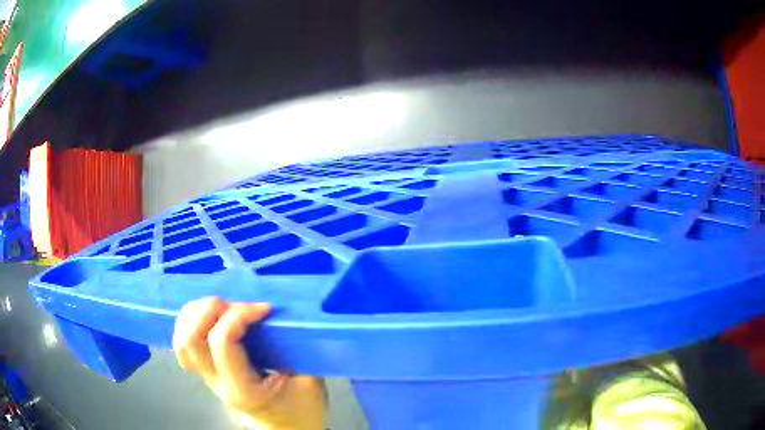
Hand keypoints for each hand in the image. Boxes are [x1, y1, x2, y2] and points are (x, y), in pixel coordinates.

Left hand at [173, 298, 324, 429]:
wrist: (287, 428)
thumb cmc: (302, 408)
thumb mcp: (310, 381)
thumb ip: (299, 351)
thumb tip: (288, 317)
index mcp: (243, 389)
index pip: (222, 342)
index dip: (239, 315)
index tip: (264, 309)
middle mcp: (217, 383)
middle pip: (190, 338)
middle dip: (209, 310)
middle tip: (236, 306)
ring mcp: (207, 378)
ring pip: (181, 340)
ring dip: (196, 314)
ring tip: (222, 309)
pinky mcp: (206, 372)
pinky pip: (184, 343)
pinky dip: (191, 323)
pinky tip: (211, 318)